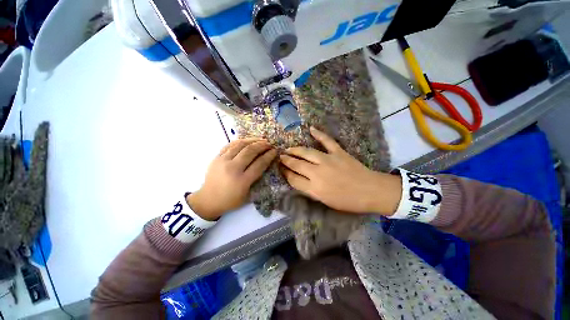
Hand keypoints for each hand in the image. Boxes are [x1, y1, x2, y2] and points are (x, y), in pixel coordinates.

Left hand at [187, 138, 276, 220]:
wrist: (207, 200)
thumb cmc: (230, 200)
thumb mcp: (247, 195)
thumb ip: (256, 179)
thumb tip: (265, 163)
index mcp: (242, 181)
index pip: (259, 164)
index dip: (269, 156)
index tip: (275, 151)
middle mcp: (233, 168)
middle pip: (250, 151)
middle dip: (262, 145)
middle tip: (269, 144)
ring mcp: (223, 161)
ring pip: (240, 145)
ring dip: (252, 140)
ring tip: (261, 139)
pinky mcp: (216, 157)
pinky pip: (230, 145)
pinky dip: (240, 141)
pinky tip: (247, 141)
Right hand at [280, 127, 401, 215]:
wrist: (370, 191)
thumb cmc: (348, 201)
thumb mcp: (325, 201)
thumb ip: (310, 190)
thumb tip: (299, 180)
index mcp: (315, 188)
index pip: (293, 179)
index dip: (285, 174)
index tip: (281, 169)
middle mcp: (318, 173)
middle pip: (297, 165)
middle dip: (286, 161)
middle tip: (280, 157)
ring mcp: (328, 160)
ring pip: (306, 152)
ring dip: (295, 150)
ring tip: (288, 149)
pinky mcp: (338, 152)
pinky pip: (326, 141)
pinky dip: (319, 134)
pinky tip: (311, 129)